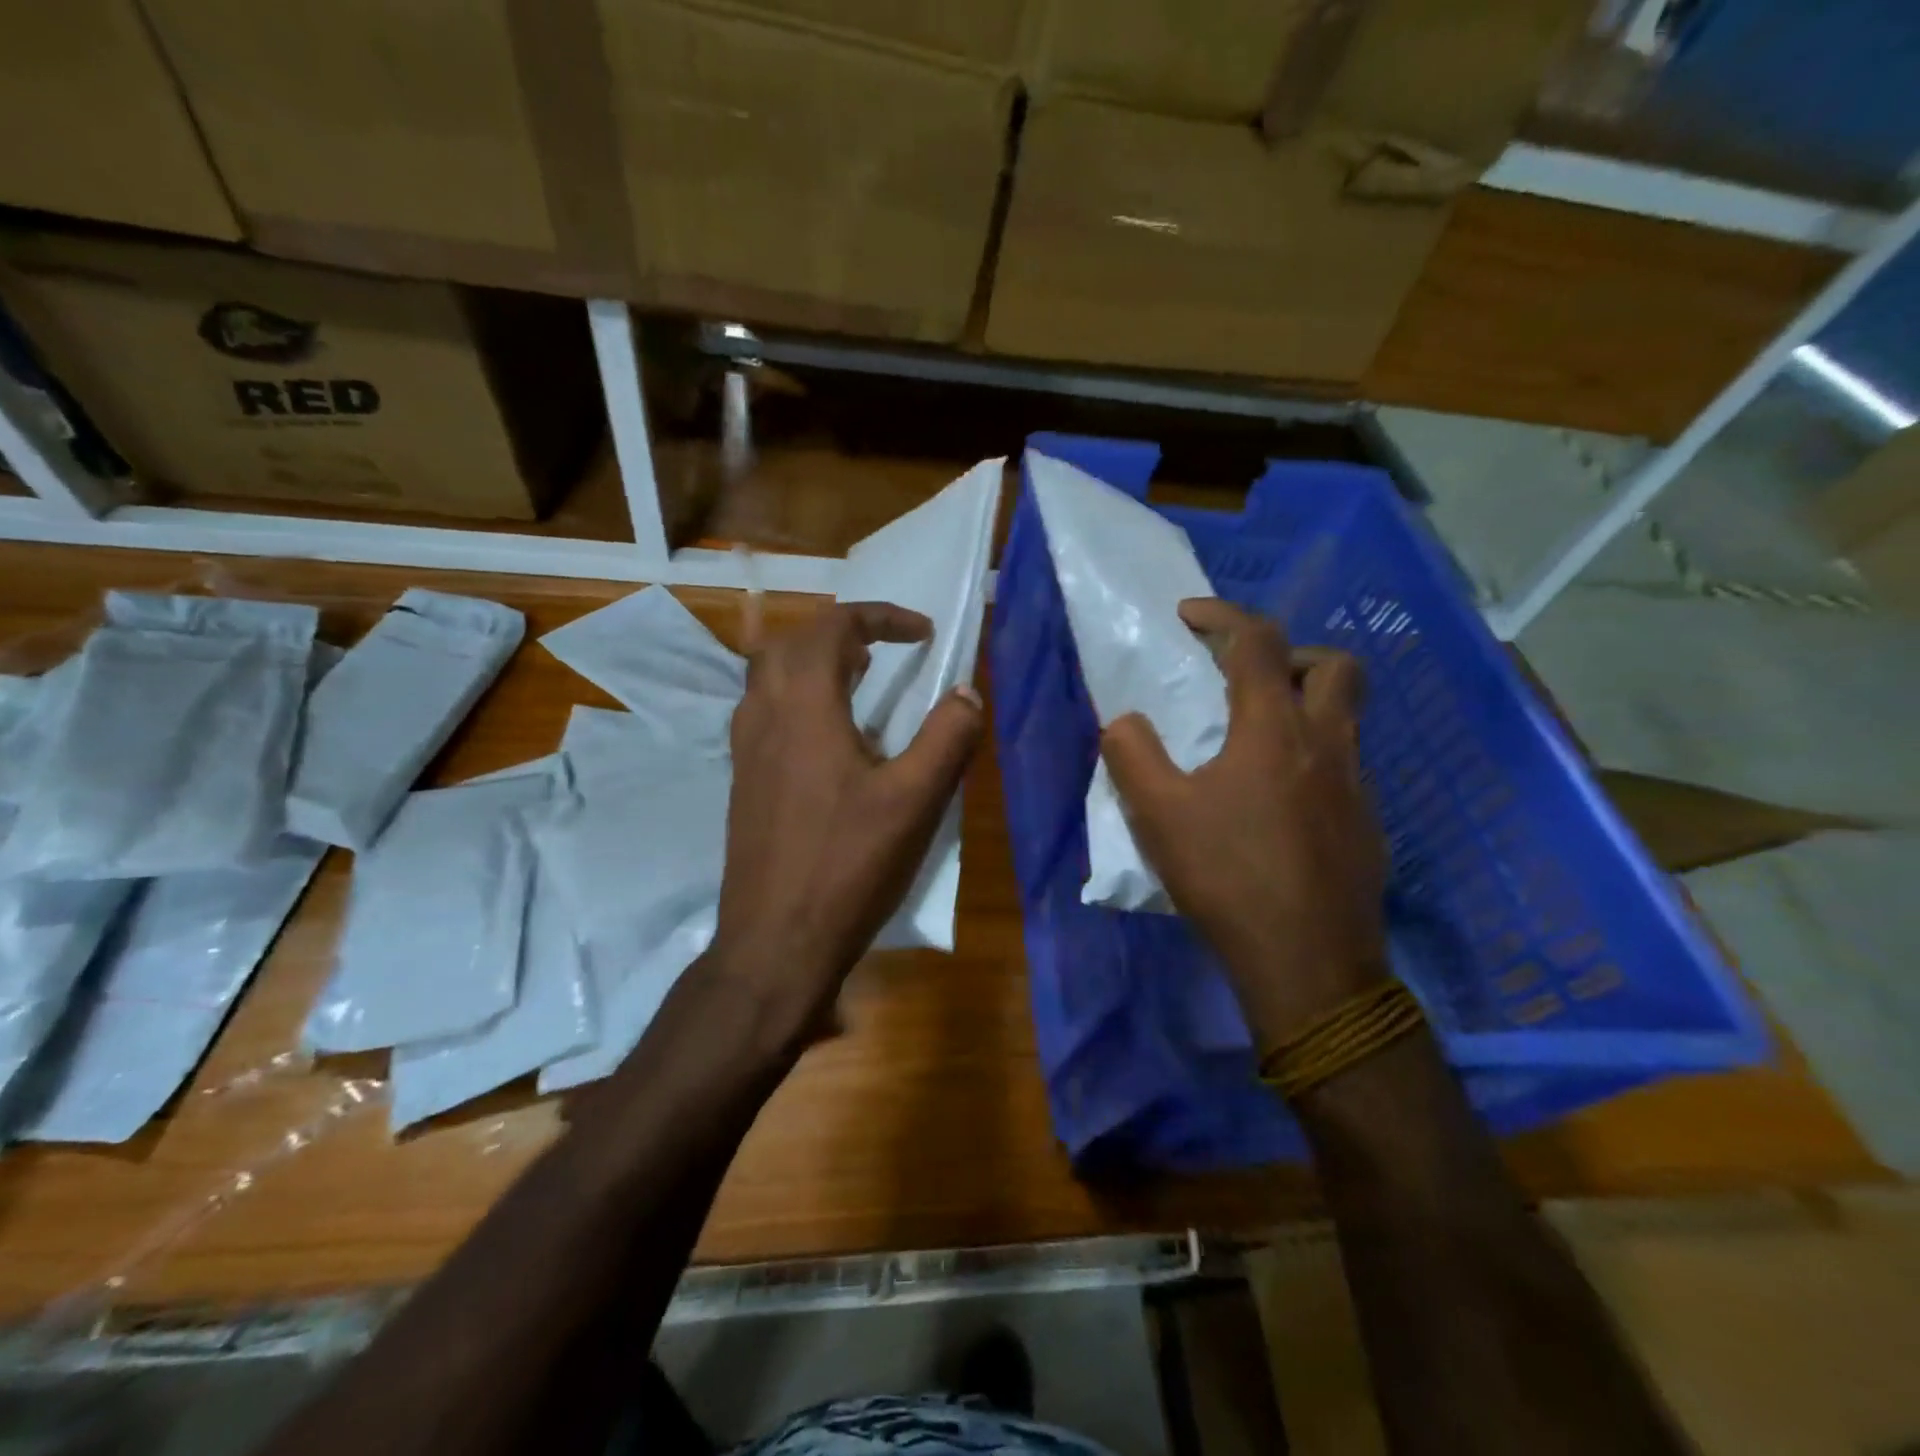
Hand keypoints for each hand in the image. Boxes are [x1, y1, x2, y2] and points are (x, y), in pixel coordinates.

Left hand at [709, 601, 982, 1040]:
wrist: (774, 942)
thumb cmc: (847, 868)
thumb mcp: (915, 802)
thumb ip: (948, 738)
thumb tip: (968, 693)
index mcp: (804, 707)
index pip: (833, 627)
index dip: (880, 616)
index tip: (923, 633)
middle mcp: (764, 716)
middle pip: (792, 641)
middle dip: (842, 631)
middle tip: (885, 650)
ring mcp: (745, 750)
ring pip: (771, 675)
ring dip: (815, 661)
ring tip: (861, 681)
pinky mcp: (743, 781)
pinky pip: (765, 711)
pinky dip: (799, 697)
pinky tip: (831, 738)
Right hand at [1101, 599, 1387, 1052]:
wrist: (1307, 962)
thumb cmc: (1227, 877)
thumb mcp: (1157, 815)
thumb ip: (1132, 755)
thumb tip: (1125, 721)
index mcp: (1274, 729)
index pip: (1257, 641)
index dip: (1222, 615)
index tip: (1189, 615)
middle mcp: (1326, 743)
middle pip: (1334, 664)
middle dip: (1289, 653)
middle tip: (1246, 678)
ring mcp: (1356, 785)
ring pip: (1347, 715)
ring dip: (1306, 703)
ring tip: (1256, 737)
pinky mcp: (1366, 824)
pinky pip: (1344, 765)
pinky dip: (1312, 757)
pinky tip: (1276, 802)